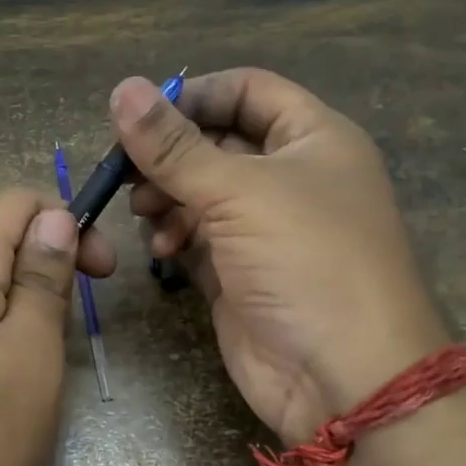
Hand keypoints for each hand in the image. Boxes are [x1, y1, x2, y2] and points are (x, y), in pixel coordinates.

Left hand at [0, 188, 115, 465]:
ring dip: (22, 306)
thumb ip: (42, 278)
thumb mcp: (29, 353)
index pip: (15, 201)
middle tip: (75, 328)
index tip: (103, 275)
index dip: (67, 222)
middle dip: (48, 267)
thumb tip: (53, 217)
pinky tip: (0, 385)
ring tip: (42, 363)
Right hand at [114, 68, 447, 443]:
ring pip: (201, 193)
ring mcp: (265, 229)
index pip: (248, 91)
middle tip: (125, 171)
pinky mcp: (240, 273)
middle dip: (170, 154)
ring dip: (167, 196)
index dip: (195, 95)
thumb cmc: (306, 261)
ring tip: (145, 212)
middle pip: (216, 142)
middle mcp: (291, 177)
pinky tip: (162, 249)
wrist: (342, 376)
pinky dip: (175, 236)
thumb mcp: (239, 191)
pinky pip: (198, 238)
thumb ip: (174, 146)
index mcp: (312, 139)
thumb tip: (122, 89)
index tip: (142, 116)